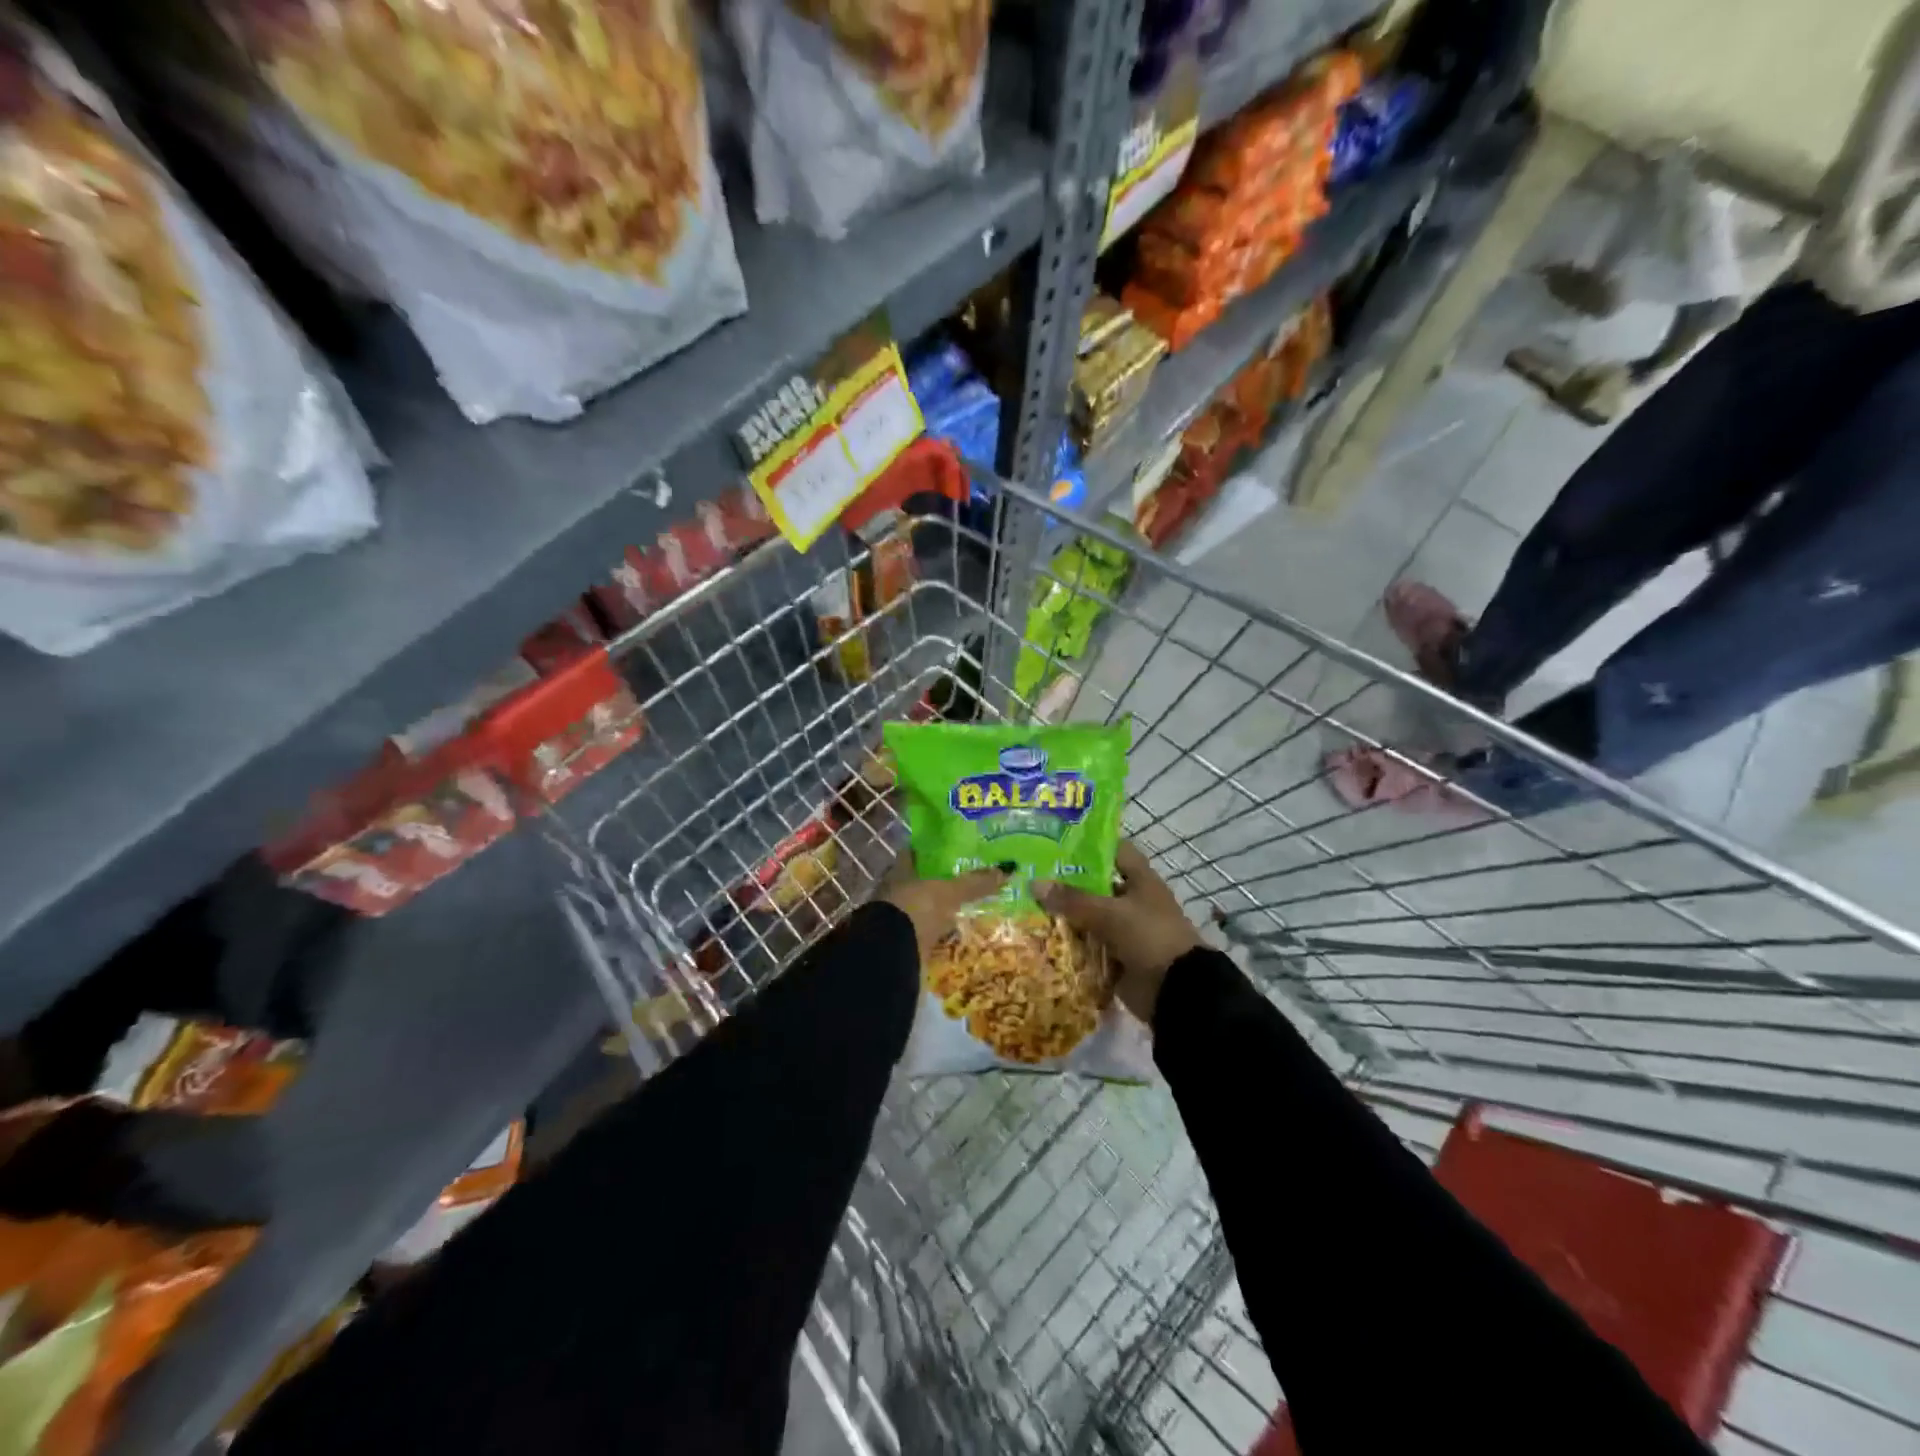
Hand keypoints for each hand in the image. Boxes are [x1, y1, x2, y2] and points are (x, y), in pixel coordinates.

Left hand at [879, 856, 1008, 955]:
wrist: (892, 955)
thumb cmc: (916, 909)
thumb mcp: (949, 892)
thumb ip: (975, 883)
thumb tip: (1007, 869)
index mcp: (900, 871)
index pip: (915, 853)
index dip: (933, 849)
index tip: (956, 848)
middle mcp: (896, 891)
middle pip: (921, 881)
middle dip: (942, 881)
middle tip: (970, 878)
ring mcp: (898, 918)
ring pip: (925, 907)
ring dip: (942, 908)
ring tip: (969, 905)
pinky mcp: (904, 941)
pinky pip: (928, 932)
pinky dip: (941, 932)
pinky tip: (957, 932)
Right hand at [1035, 841, 1199, 1024]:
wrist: (1177, 990)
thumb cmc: (1149, 937)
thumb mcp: (1110, 914)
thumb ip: (1073, 899)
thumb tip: (1034, 883)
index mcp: (1140, 881)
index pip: (1115, 850)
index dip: (1090, 844)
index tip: (1056, 843)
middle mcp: (1133, 901)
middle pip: (1095, 886)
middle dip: (1066, 884)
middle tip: (1030, 877)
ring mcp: (1125, 931)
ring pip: (1089, 917)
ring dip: (1065, 917)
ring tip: (1026, 908)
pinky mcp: (1117, 957)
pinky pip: (1089, 946)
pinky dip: (1071, 945)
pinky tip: (1041, 940)